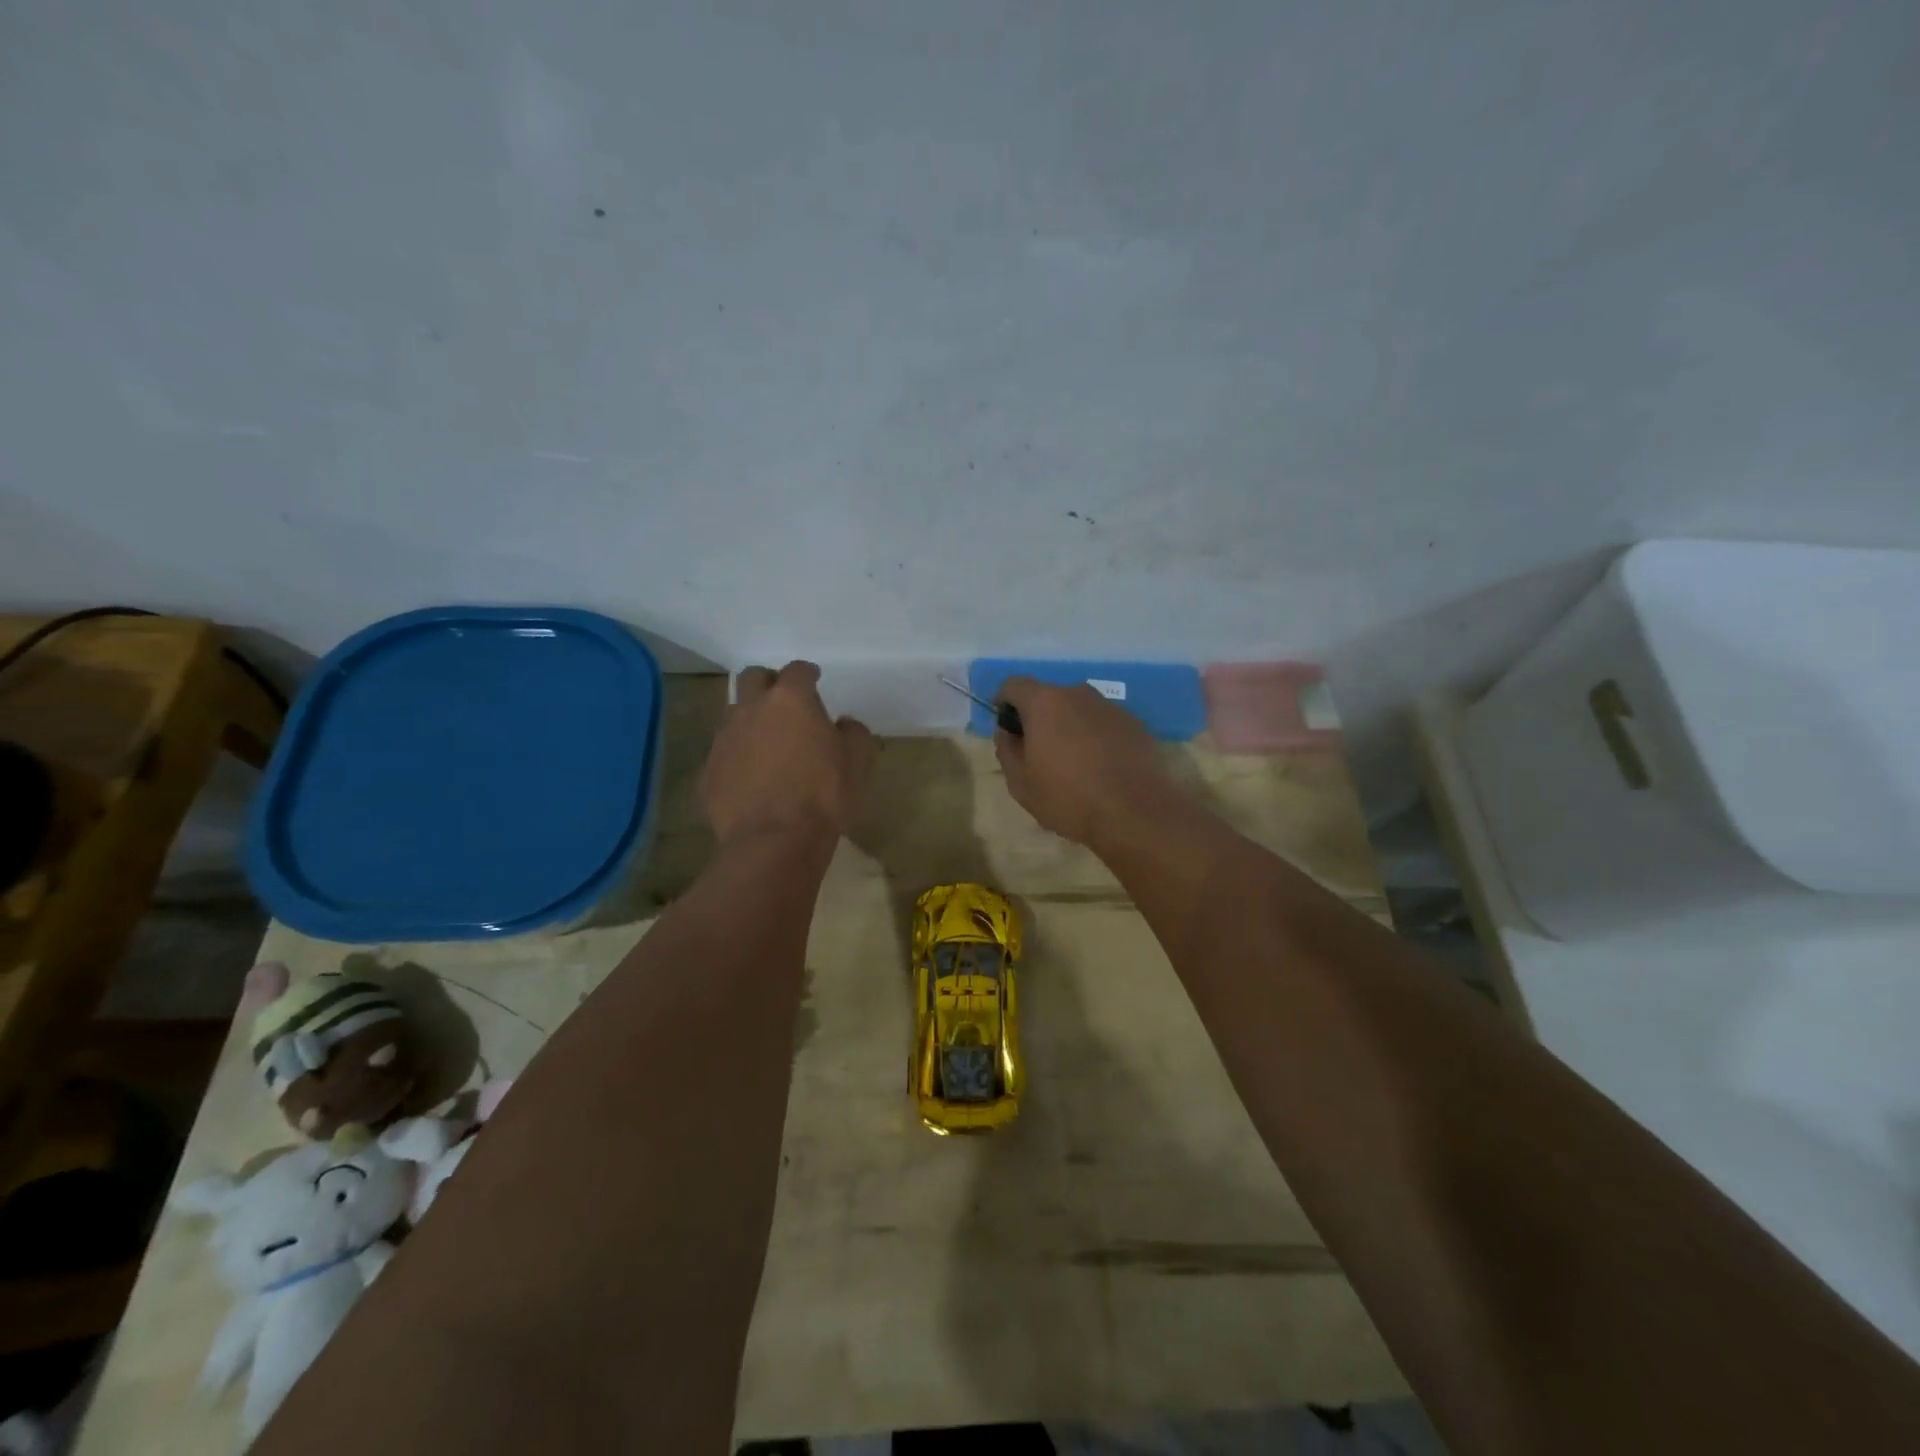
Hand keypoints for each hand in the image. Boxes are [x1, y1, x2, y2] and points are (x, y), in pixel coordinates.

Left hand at [701, 661, 872, 845]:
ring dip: (750, 719)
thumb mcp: (857, 763)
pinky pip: (723, 753)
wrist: (774, 842)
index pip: (797, 670)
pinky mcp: (708, 771)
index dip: (807, 674)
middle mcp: (751, 709)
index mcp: (790, 700)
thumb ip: (853, 734)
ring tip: (767, 742)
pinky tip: (751, 778)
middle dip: (768, 683)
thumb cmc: (824, 796)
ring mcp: (724, 739)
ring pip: (733, 714)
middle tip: (784, 702)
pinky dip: (737, 756)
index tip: (815, 680)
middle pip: (752, 678)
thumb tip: (844, 724)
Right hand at [993, 677, 1185, 847]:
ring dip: (1070, 727)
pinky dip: (1096, 737)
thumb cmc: (1069, 798)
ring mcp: (1111, 707)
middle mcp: (1078, 694)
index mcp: (1045, 703)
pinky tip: (1101, 768)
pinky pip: (1104, 724)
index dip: (1004, 702)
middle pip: (1049, 696)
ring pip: (1079, 710)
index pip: (1014, 685)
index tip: (1007, 727)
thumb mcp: (1021, 783)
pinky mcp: (1135, 724)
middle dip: (1039, 718)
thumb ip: (1007, 750)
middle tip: (1039, 752)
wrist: (1136, 813)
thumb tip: (1007, 733)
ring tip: (1073, 763)